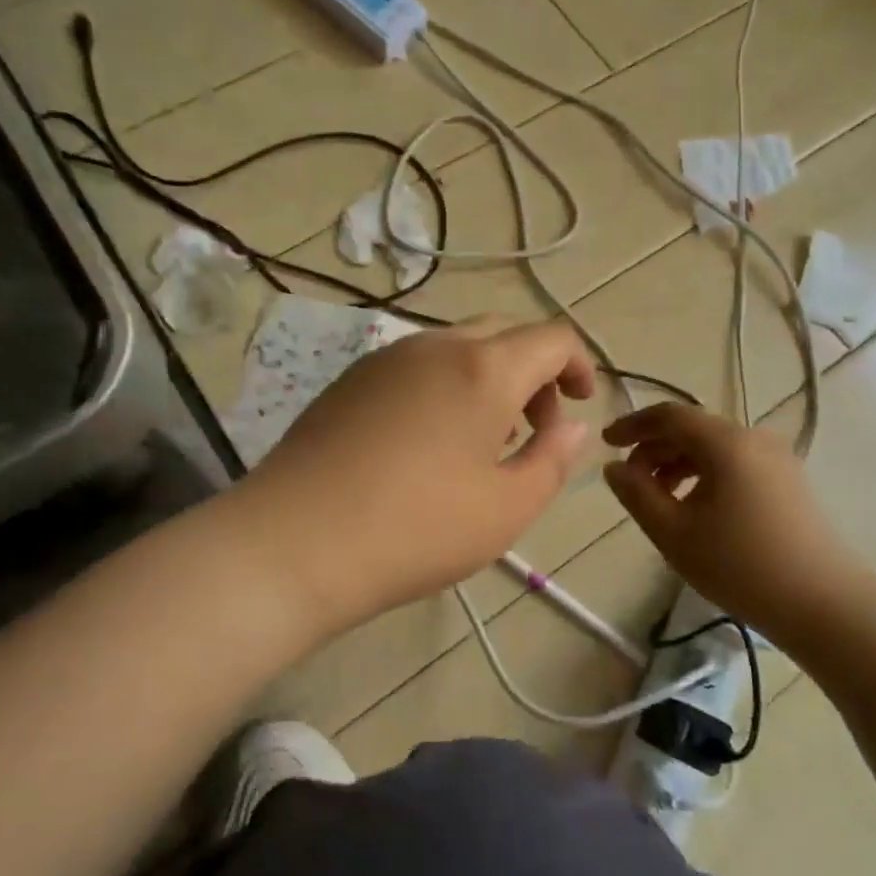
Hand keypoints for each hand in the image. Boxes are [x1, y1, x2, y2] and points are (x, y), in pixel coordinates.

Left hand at [246, 318, 596, 630]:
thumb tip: (571, 427)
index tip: (581, 404)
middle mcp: (435, 346)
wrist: (295, 542)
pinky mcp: (350, 379)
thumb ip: (551, 459)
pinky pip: (416, 366)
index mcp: (483, 368)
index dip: (579, 365)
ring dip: (488, 379)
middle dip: (534, 372)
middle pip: (503, 334)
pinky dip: (446, 386)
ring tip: (484, 440)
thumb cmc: (416, 529)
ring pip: (457, 347)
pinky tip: (430, 441)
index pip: (551, 338)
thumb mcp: (506, 508)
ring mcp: (385, 358)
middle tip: (534, 427)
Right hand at [602, 403, 875, 637]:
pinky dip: (705, 474)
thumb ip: (636, 494)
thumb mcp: (673, 532)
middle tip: (629, 480)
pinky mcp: (789, 481)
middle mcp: (754, 438)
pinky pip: (735, 463)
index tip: (606, 443)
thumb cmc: (740, 566)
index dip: (633, 425)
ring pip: (714, 447)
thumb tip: (614, 467)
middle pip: (693, 429)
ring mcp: (777, 459)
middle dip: (654, 448)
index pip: (669, 415)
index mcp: (726, 442)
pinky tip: (694, 507)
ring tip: (658, 498)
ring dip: (678, 463)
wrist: (824, 604)